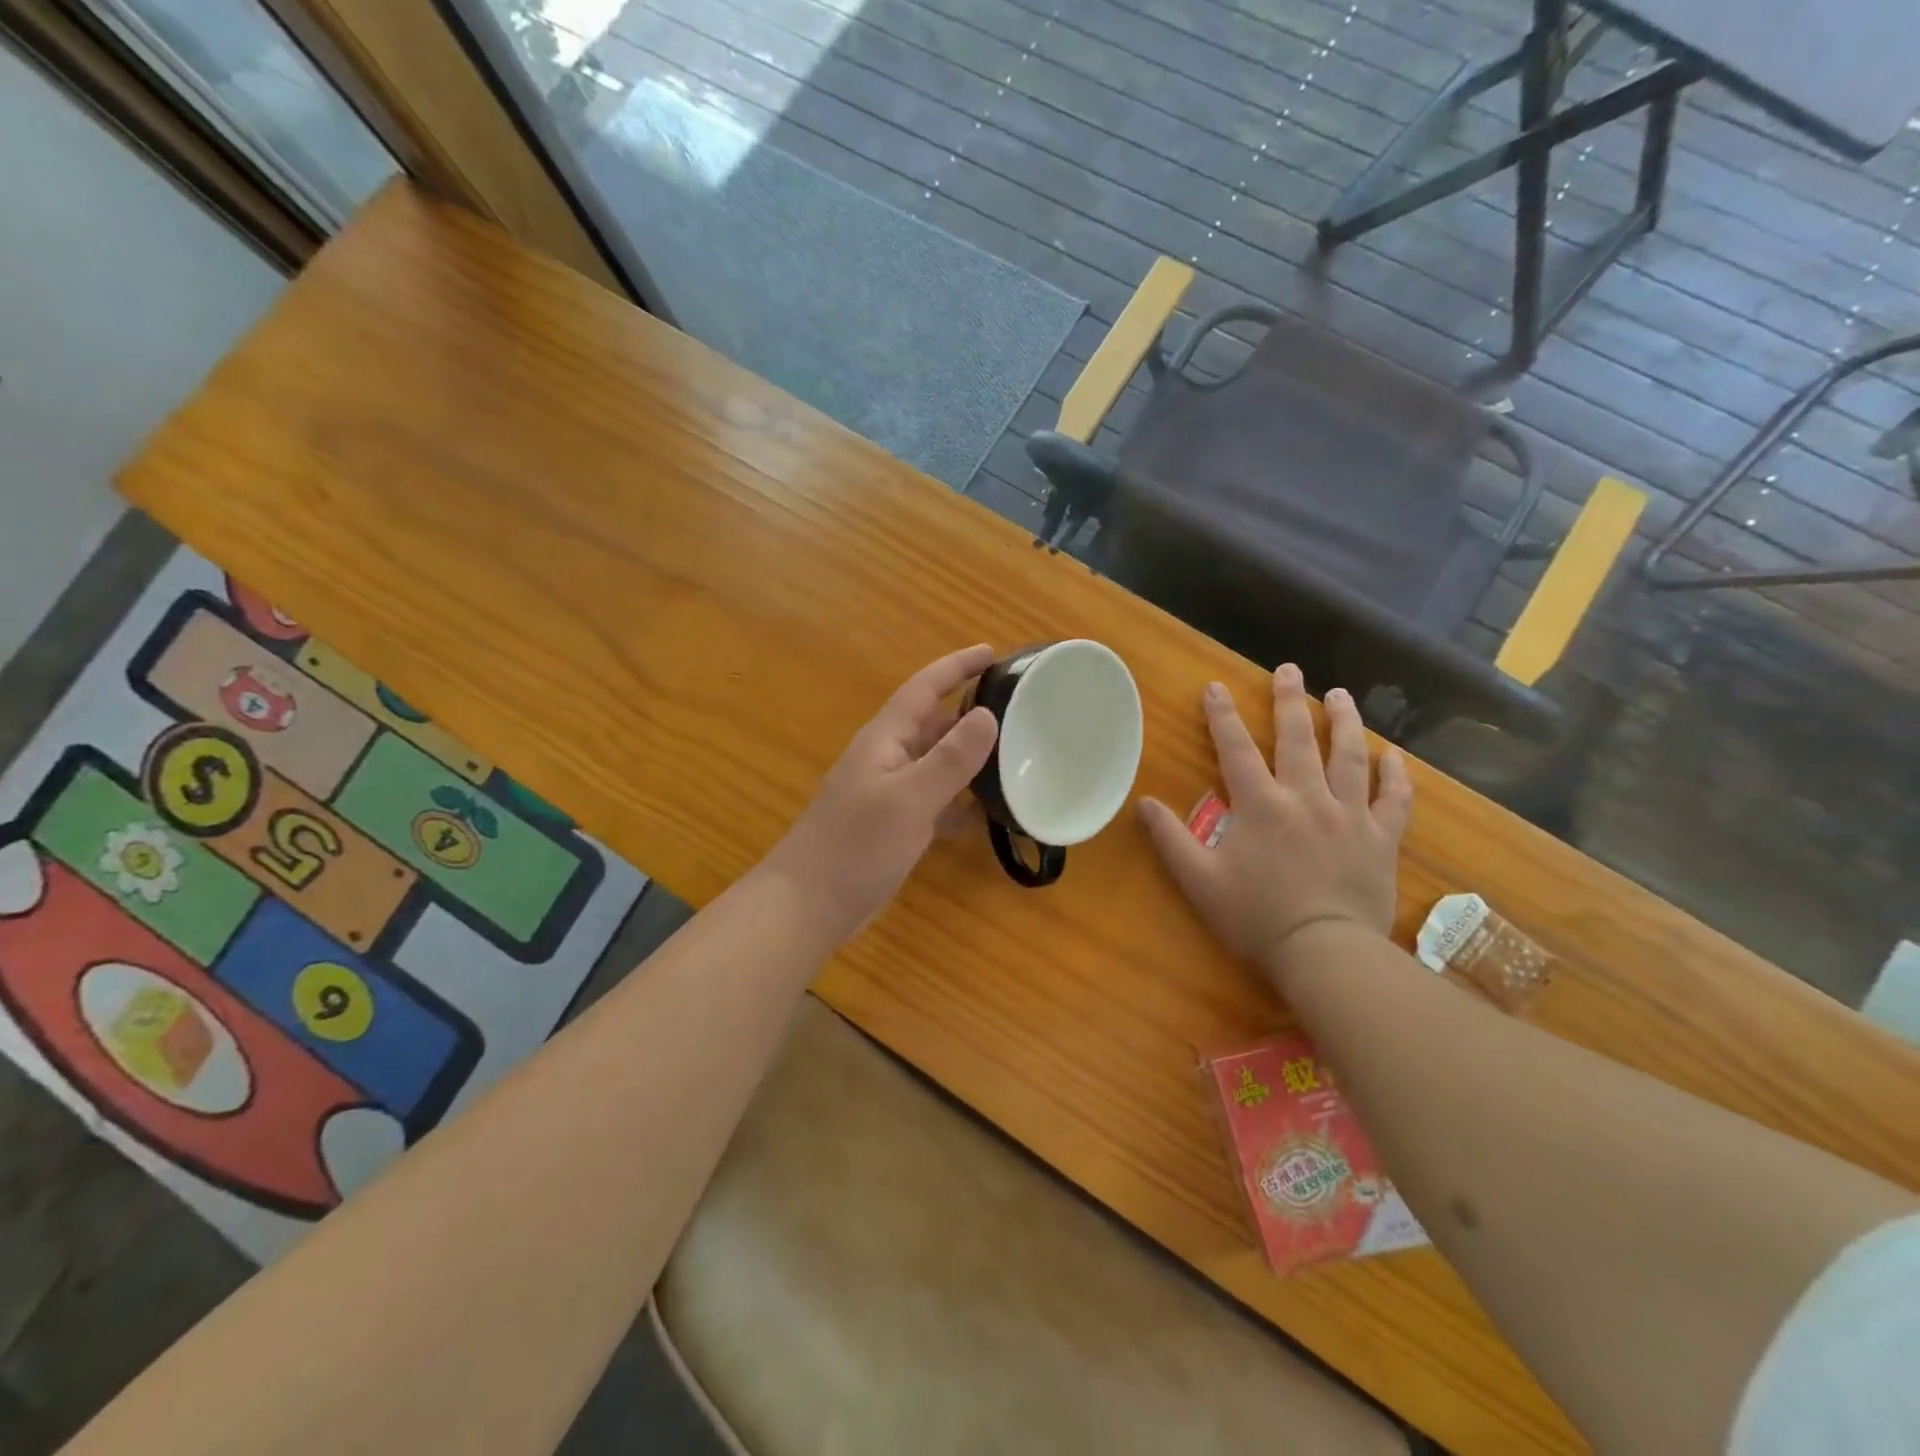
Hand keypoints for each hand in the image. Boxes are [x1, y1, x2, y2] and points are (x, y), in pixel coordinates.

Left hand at [762, 645, 998, 943]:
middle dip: (971, 711)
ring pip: (938, 765)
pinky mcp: (895, 827)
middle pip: (934, 724)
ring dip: (972, 759)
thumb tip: (988, 715)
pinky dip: (962, 803)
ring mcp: (890, 795)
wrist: (809, 906)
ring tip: (1017, 756)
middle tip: (1018, 707)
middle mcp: (888, 759)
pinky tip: (992, 813)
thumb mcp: (909, 799)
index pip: (924, 689)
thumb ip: (950, 759)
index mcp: (885, 739)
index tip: (993, 652)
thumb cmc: (856, 845)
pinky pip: (937, 803)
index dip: (957, 667)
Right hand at [1137, 665, 1411, 980]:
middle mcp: (1306, 797)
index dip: (1222, 716)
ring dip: (1344, 722)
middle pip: (1298, 738)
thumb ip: (1170, 838)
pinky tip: (1394, 755)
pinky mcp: (1381, 838)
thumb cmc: (1255, 916)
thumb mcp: (1198, 880)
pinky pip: (1392, 798)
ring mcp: (1349, 815)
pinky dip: (1394, 775)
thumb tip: (1142, 802)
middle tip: (1290, 670)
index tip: (1215, 686)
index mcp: (1260, 804)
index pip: (1235, 749)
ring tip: (1340, 695)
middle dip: (1290, 701)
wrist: (1325, 953)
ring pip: (1349, 757)